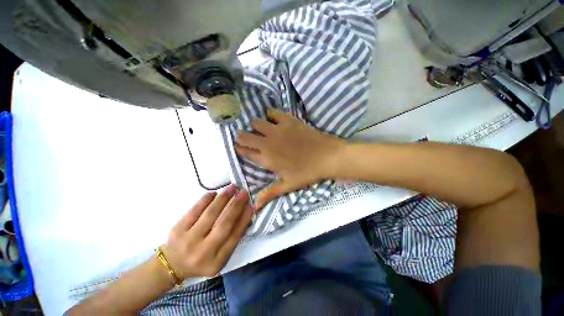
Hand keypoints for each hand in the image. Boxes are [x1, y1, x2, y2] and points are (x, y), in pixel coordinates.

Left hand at [162, 186, 252, 278]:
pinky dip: (206, 199)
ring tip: (232, 188)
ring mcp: (188, 240)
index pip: (234, 236)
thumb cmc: (201, 259)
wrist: (171, 265)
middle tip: (244, 193)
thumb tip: (245, 213)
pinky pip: (195, 209)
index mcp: (216, 262)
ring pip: (210, 214)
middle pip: (224, 224)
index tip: (251, 205)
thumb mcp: (219, 256)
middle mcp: (203, 252)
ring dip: (224, 198)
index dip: (244, 219)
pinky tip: (214, 193)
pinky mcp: (177, 230)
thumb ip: (232, 238)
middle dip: (236, 205)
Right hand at [235, 109, 344, 209]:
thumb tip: (255, 207)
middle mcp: (267, 143)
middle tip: (248, 138)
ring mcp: (277, 130)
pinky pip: (273, 112)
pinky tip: (274, 120)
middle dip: (242, 137)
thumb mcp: (288, 185)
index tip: (239, 147)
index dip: (239, 149)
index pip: (244, 152)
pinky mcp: (288, 121)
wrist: (327, 157)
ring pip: (256, 122)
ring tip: (262, 129)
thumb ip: (269, 194)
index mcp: (266, 159)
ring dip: (255, 126)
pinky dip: (270, 115)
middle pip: (244, 136)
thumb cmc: (307, 173)